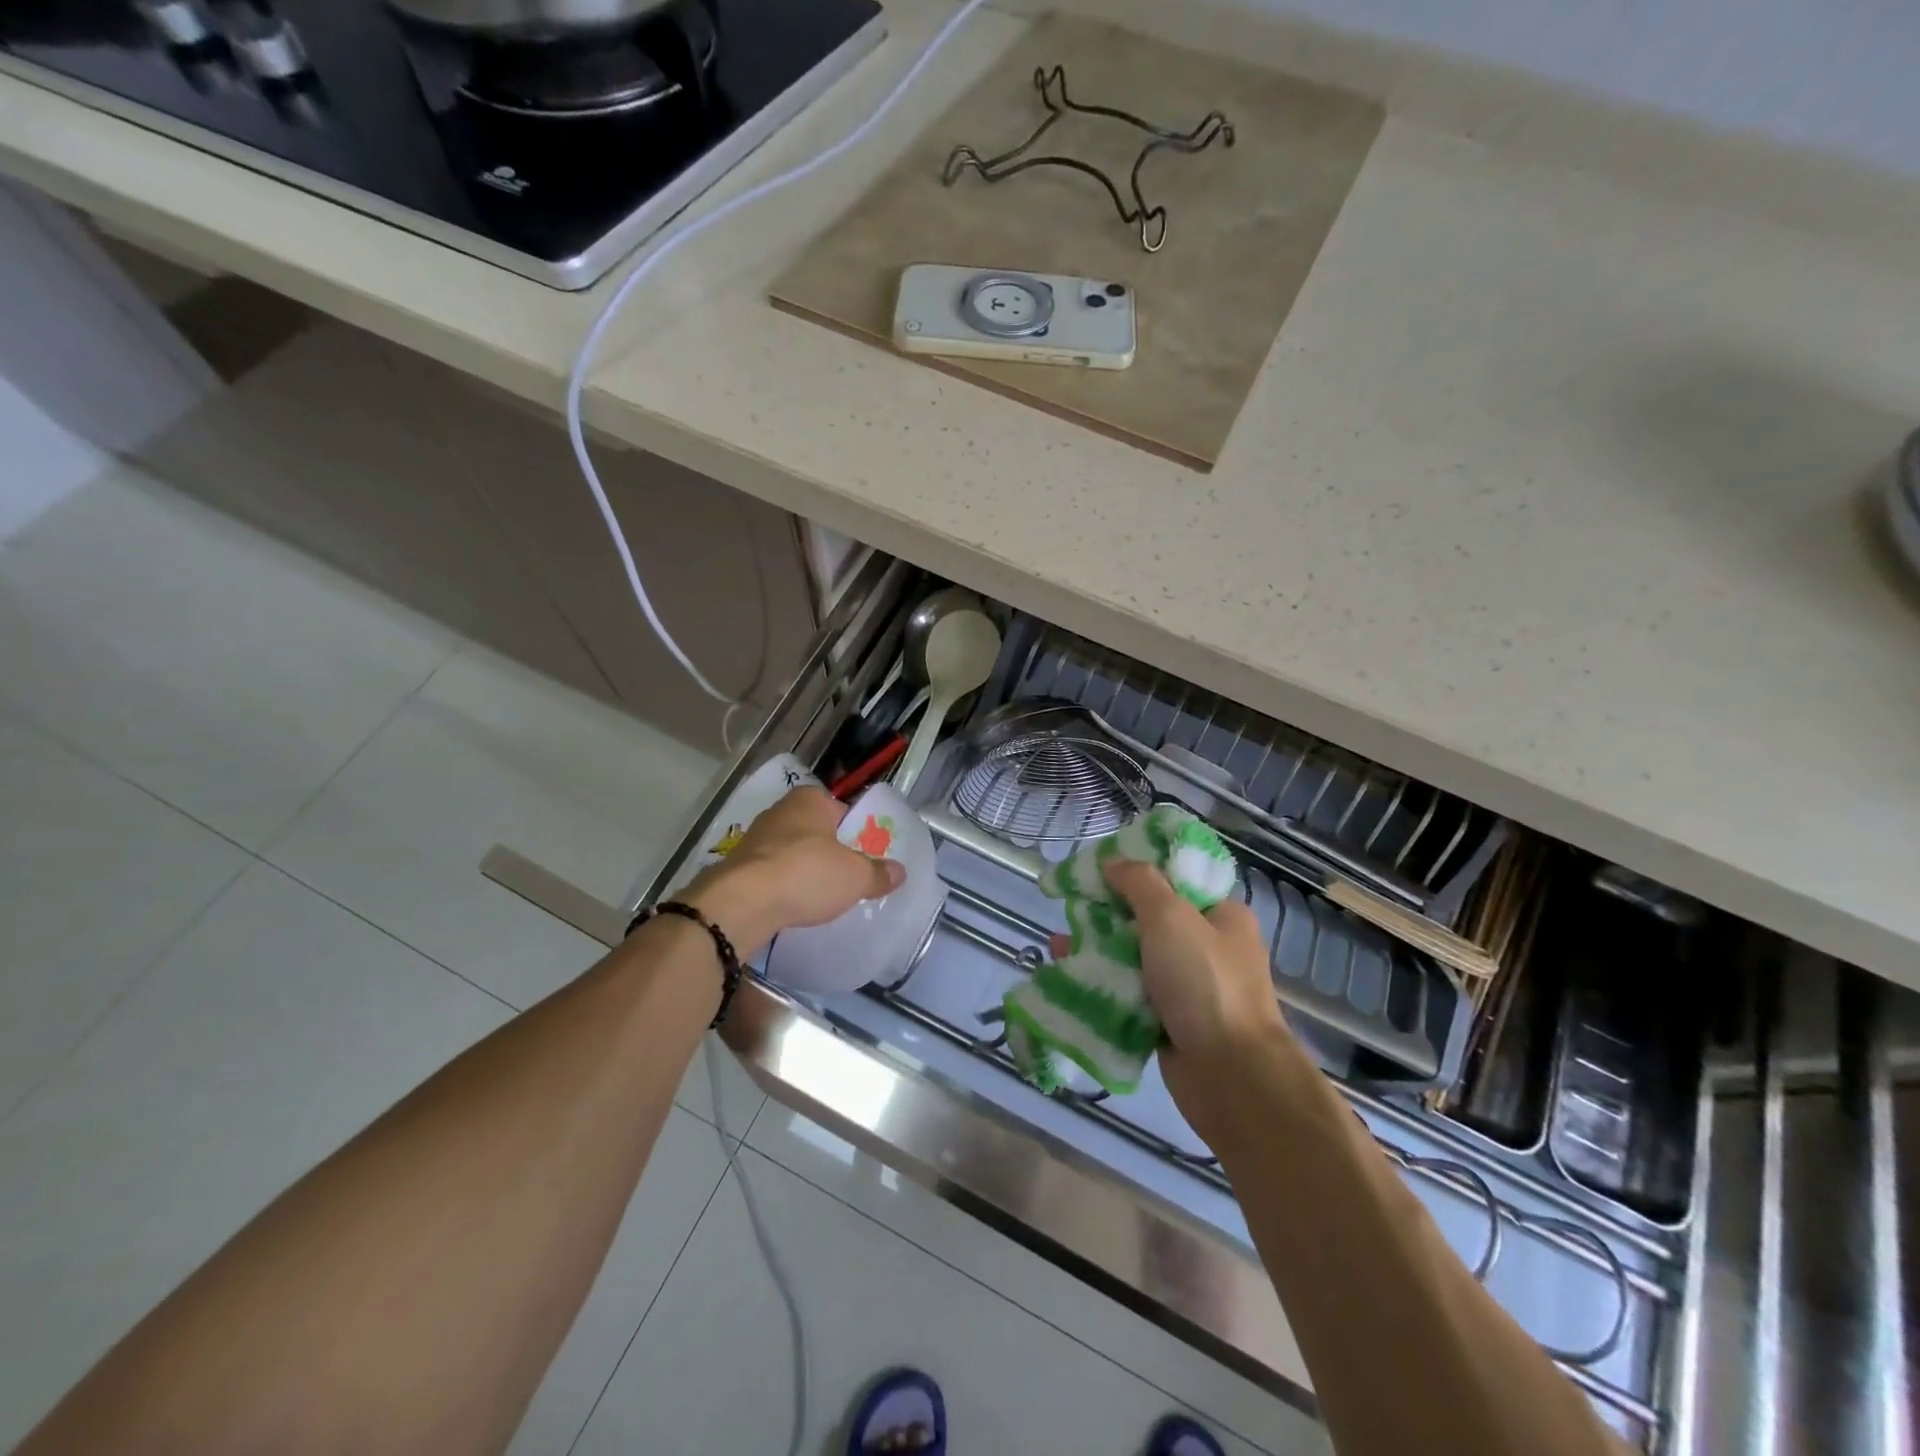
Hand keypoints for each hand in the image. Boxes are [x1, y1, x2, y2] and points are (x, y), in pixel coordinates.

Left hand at [681, 786, 904, 956]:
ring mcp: (754, 839)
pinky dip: (783, 886)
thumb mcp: (855, 876)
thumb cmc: (806, 874)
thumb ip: (878, 873)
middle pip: (815, 830)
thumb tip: (900, 871)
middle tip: (848, 877)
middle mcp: (780, 811)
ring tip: (822, 896)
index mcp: (810, 800)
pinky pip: (771, 874)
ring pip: (790, 852)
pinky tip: (794, 906)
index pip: (841, 809)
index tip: (865, 855)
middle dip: (829, 851)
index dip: (855, 831)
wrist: (742, 903)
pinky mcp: (737, 867)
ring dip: (803, 870)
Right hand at [1095, 859, 1288, 1134]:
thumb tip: (1113, 861)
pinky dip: (1103, 985)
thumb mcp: (1170, 917)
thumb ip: (1139, 883)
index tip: (1097, 870)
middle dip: (1107, 913)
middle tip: (1070, 907)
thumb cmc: (1204, 984)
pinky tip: (1069, 977)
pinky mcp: (1170, 1021)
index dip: (1136, 871)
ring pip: (1135, 957)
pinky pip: (1130, 993)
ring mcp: (1189, 986)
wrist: (1231, 1076)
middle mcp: (1208, 947)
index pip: (1175, 879)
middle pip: (1149, 918)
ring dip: (1099, 950)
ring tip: (1057, 944)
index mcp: (1221, 915)